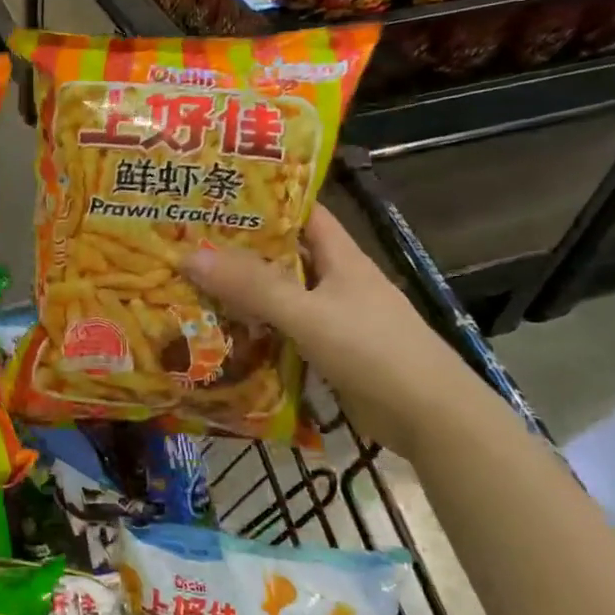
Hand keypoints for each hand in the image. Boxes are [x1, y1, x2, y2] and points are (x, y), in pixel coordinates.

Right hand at [180, 206, 469, 456]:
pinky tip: (219, 335)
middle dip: (239, 251)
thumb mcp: (308, 313)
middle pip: (283, 257)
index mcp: (341, 258)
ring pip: (279, 298)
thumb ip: (253, 287)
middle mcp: (336, 283)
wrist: (429, 417)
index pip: (303, 214)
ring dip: (241, 295)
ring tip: (189, 287)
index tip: (217, 197)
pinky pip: (282, 333)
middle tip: (186, 245)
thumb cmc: (373, 351)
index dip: (265, 201)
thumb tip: (189, 255)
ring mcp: (332, 320)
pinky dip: (253, 332)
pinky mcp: (327, 353)